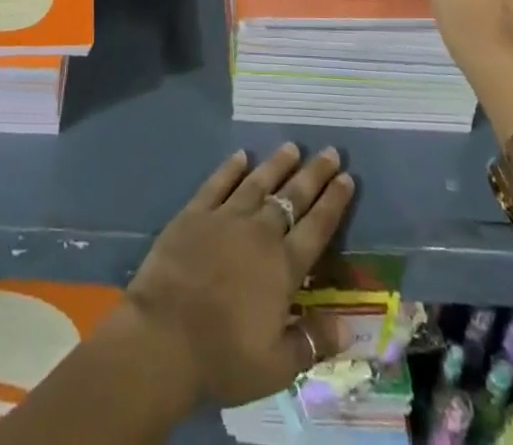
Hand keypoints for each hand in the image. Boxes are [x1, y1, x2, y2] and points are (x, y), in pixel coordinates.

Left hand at [122, 144, 355, 406]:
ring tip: (292, 147)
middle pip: (292, 197)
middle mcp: (259, 233)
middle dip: (314, 174)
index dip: (334, 202)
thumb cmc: (223, 356)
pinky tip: (241, 155)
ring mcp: (225, 218)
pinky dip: (231, 168)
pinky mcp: (195, 213)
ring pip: (258, 183)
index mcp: (283, 267)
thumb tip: (348, 325)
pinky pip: (218, 183)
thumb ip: (312, 341)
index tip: (347, 178)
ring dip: (277, 164)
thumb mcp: (277, 366)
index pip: (317, 228)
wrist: (164, 336)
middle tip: (331, 151)